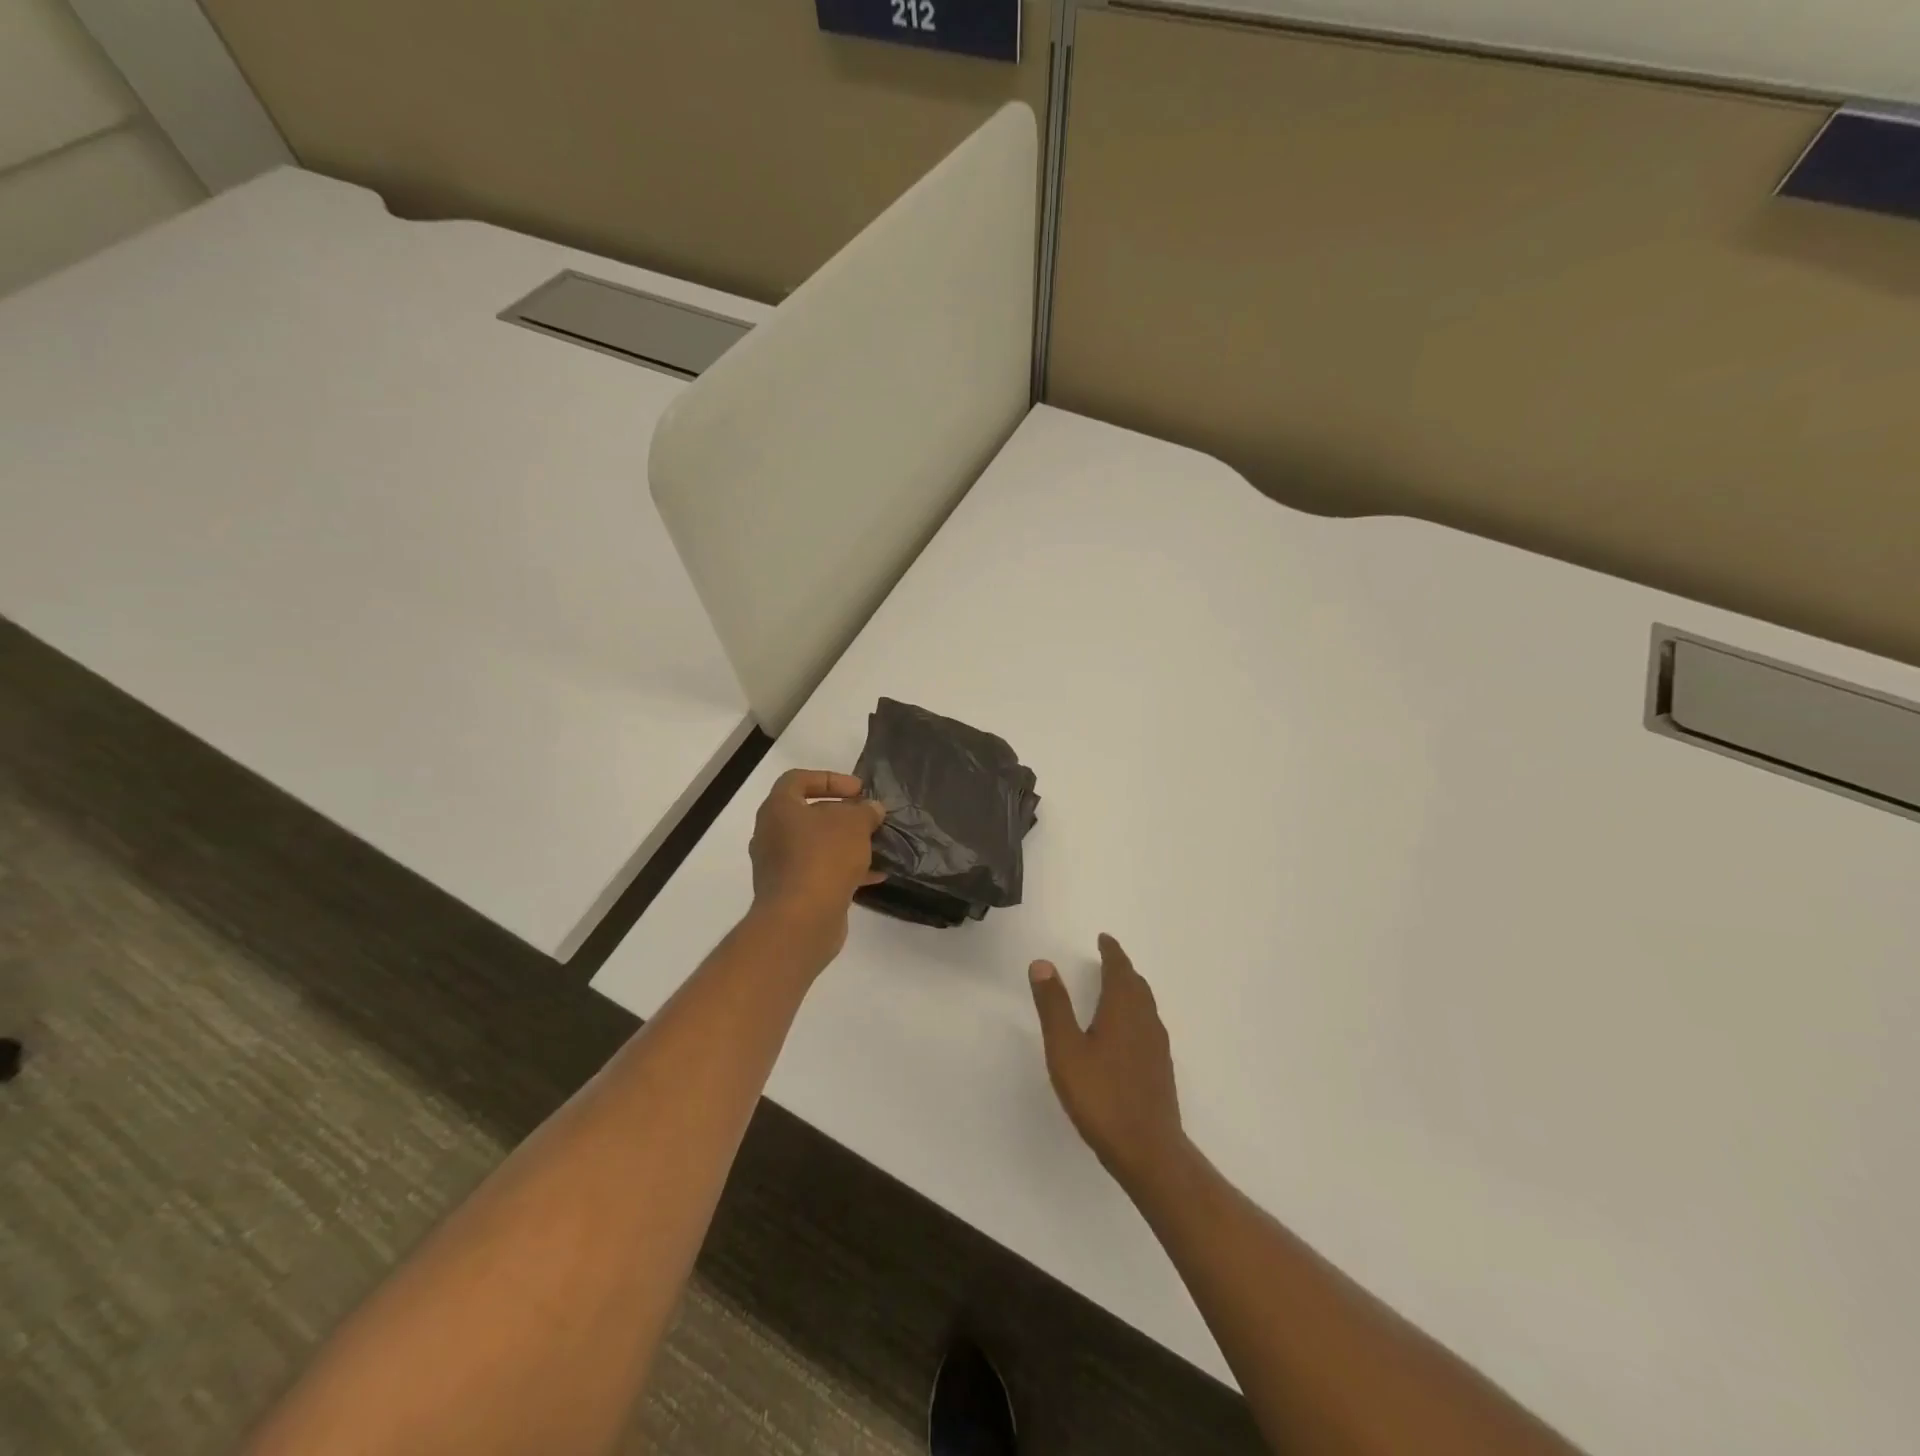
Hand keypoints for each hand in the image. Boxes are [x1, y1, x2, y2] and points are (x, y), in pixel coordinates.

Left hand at [748, 770, 885, 961]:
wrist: (801, 920)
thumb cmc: (823, 858)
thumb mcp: (854, 824)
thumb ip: (865, 811)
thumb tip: (871, 809)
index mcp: (778, 809)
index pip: (798, 780)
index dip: (830, 779)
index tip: (858, 790)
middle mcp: (772, 835)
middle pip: (809, 815)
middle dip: (843, 815)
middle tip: (870, 818)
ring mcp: (780, 867)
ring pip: (817, 846)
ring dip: (846, 844)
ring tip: (877, 845)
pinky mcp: (792, 893)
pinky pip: (821, 872)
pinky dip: (846, 870)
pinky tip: (876, 875)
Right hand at [1029, 935, 1187, 1188]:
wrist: (1148, 1150)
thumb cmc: (1101, 1096)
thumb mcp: (1066, 1049)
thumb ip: (1054, 1006)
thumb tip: (1043, 963)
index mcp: (1123, 1009)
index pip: (1120, 969)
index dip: (1112, 952)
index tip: (1104, 939)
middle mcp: (1145, 1020)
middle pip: (1136, 984)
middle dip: (1122, 968)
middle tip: (1108, 958)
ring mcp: (1157, 1046)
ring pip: (1145, 1005)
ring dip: (1131, 989)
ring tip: (1115, 988)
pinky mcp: (1160, 1068)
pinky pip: (1148, 1025)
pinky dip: (1136, 1012)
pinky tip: (1125, 1032)